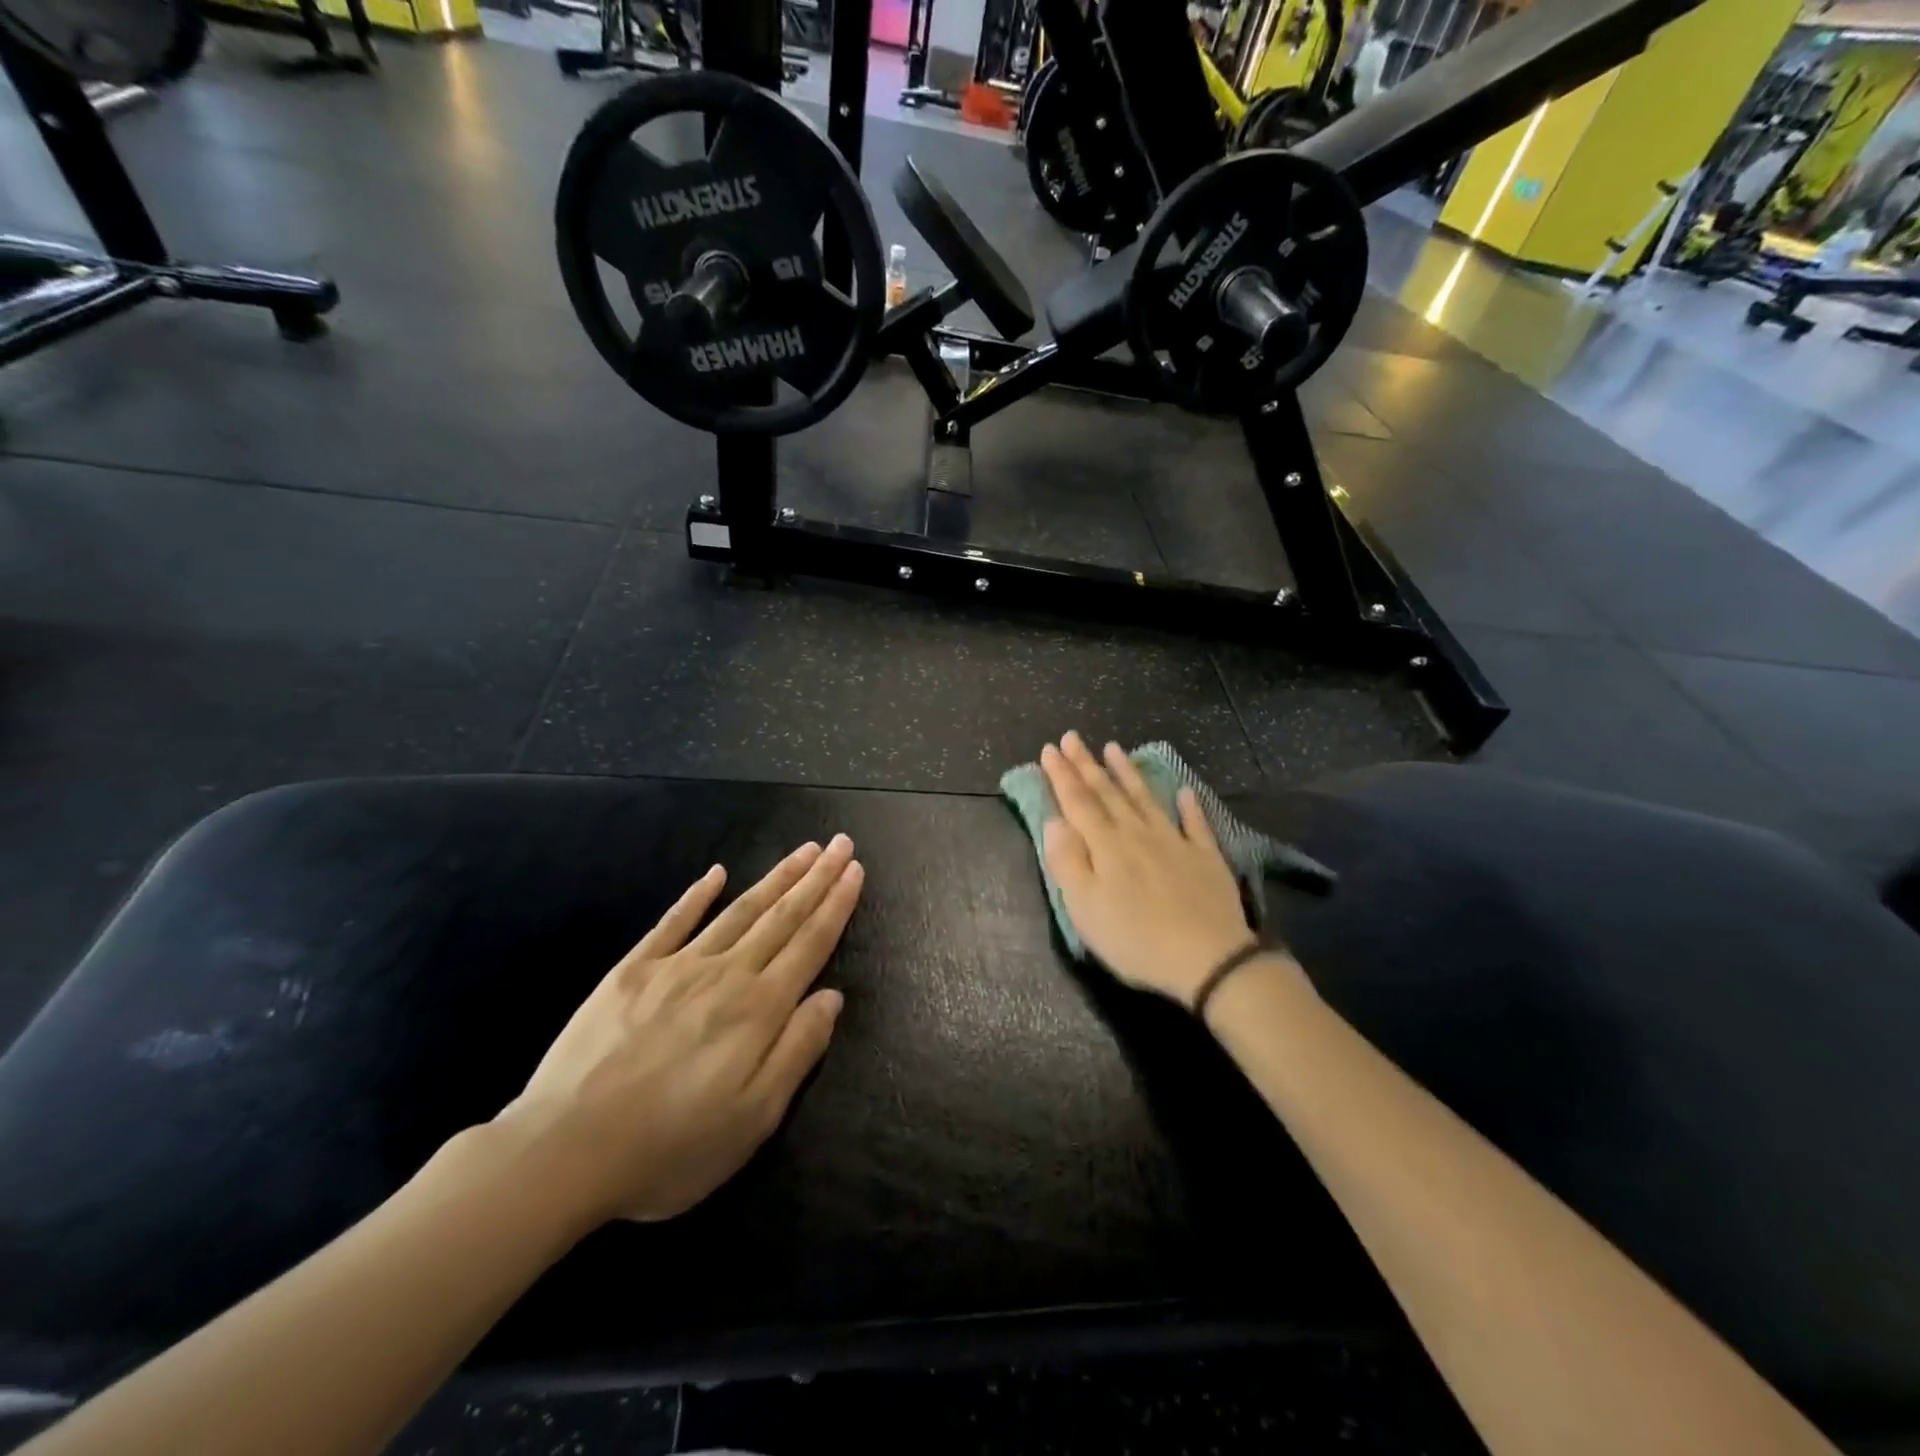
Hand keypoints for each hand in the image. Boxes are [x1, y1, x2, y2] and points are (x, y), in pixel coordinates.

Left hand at [496, 836, 863, 1226]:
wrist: (563, 1151)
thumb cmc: (670, 1148)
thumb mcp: (753, 1119)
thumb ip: (797, 1050)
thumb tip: (832, 996)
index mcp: (758, 1009)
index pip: (810, 944)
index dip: (836, 905)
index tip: (855, 870)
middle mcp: (725, 974)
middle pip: (781, 916)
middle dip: (816, 878)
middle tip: (840, 843)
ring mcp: (676, 966)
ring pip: (739, 911)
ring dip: (775, 878)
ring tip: (803, 850)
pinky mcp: (632, 971)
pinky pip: (673, 922)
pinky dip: (697, 894)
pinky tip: (716, 874)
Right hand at [1040, 732, 1256, 1006]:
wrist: (1208, 958)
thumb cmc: (1135, 938)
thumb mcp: (1085, 908)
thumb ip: (1067, 861)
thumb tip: (1054, 821)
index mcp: (1106, 845)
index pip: (1077, 801)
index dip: (1062, 775)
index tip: (1049, 748)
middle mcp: (1138, 833)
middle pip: (1108, 792)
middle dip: (1086, 764)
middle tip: (1072, 737)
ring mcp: (1175, 842)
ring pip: (1146, 798)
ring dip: (1127, 773)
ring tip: (1114, 748)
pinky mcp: (1205, 857)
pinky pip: (1195, 824)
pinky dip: (1189, 806)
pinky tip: (1184, 791)